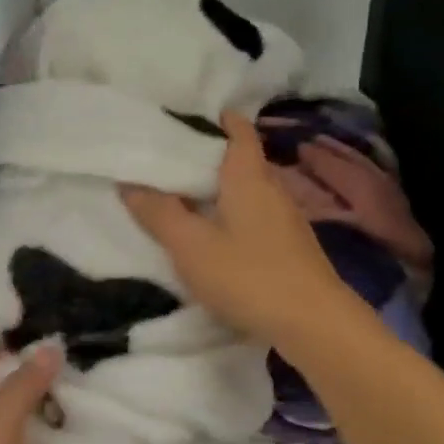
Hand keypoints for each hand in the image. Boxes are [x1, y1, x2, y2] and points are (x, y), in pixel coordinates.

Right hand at [121, 109, 371, 350]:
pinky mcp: (290, 249)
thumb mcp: (191, 246)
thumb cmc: (249, 276)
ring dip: (220, 190)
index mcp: (249, 177)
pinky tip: (215, 237)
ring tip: (185, 198)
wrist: (314, 324)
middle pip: (241, 161)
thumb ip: (159, 213)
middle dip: (209, 157)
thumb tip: (129, 183)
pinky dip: (232, 216)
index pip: (238, 131)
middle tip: (170, 161)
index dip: (216, 119)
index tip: (186, 119)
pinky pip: (255, 218)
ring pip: (248, 192)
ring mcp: (286, 221)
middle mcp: (272, 190)